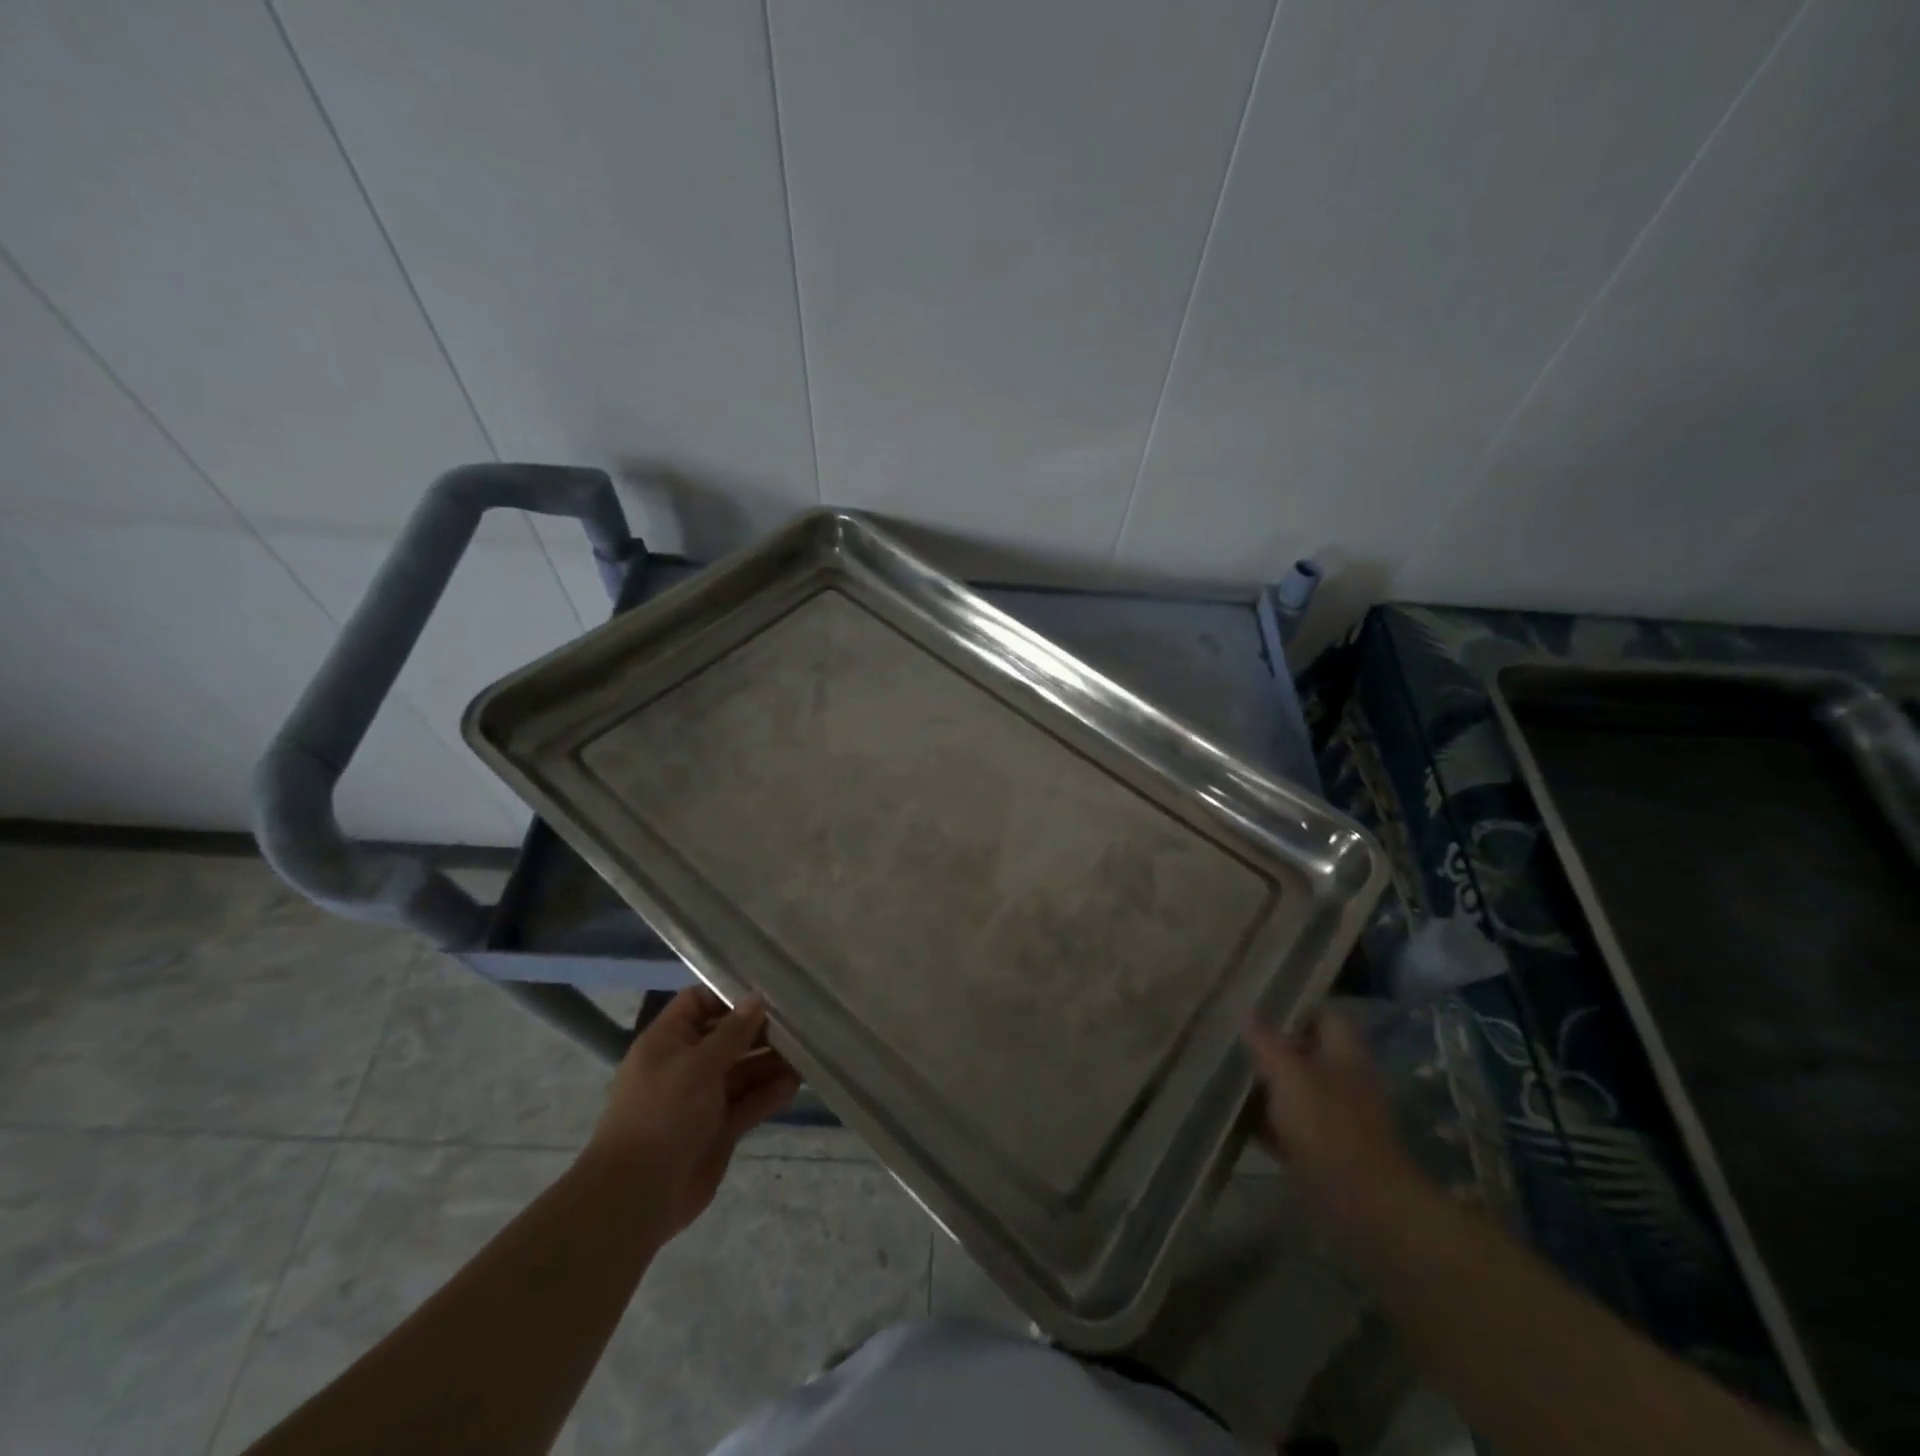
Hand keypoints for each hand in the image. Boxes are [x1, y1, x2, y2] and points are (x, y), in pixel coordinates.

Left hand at [586, 987, 801, 1239]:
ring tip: (808, 1050)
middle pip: (728, 1036)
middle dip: (760, 1029)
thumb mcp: (697, 1065)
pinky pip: (750, 1102)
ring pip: (743, 1070)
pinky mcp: (720, 1128)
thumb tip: (757, 999)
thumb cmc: (662, 1114)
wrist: (638, 1196)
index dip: (729, 994)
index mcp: (669, 1041)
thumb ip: (732, 1032)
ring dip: (772, 1061)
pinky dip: (770, 1093)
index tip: (767, 991)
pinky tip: (797, 1083)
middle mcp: (687, 1064)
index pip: (699, 1002)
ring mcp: (704, 1098)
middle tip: (800, 1020)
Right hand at [1243, 1006, 1421, 1225]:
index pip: (1325, 1015)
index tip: (1259, 1003)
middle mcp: (1343, 1080)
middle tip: (1233, 1036)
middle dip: (1272, 1045)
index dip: (1296, 1007)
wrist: (1363, 1204)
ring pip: (1295, 1088)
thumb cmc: (1328, 1125)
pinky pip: (1288, 1124)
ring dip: (1266, 1082)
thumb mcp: (1289, 1074)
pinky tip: (1234, 1114)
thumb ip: (1266, 1042)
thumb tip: (1246, 1010)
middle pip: (1307, 1052)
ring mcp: (1334, 1116)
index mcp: (1344, 1054)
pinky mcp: (1322, 1148)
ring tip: (1226, 1069)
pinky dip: (1265, 1119)